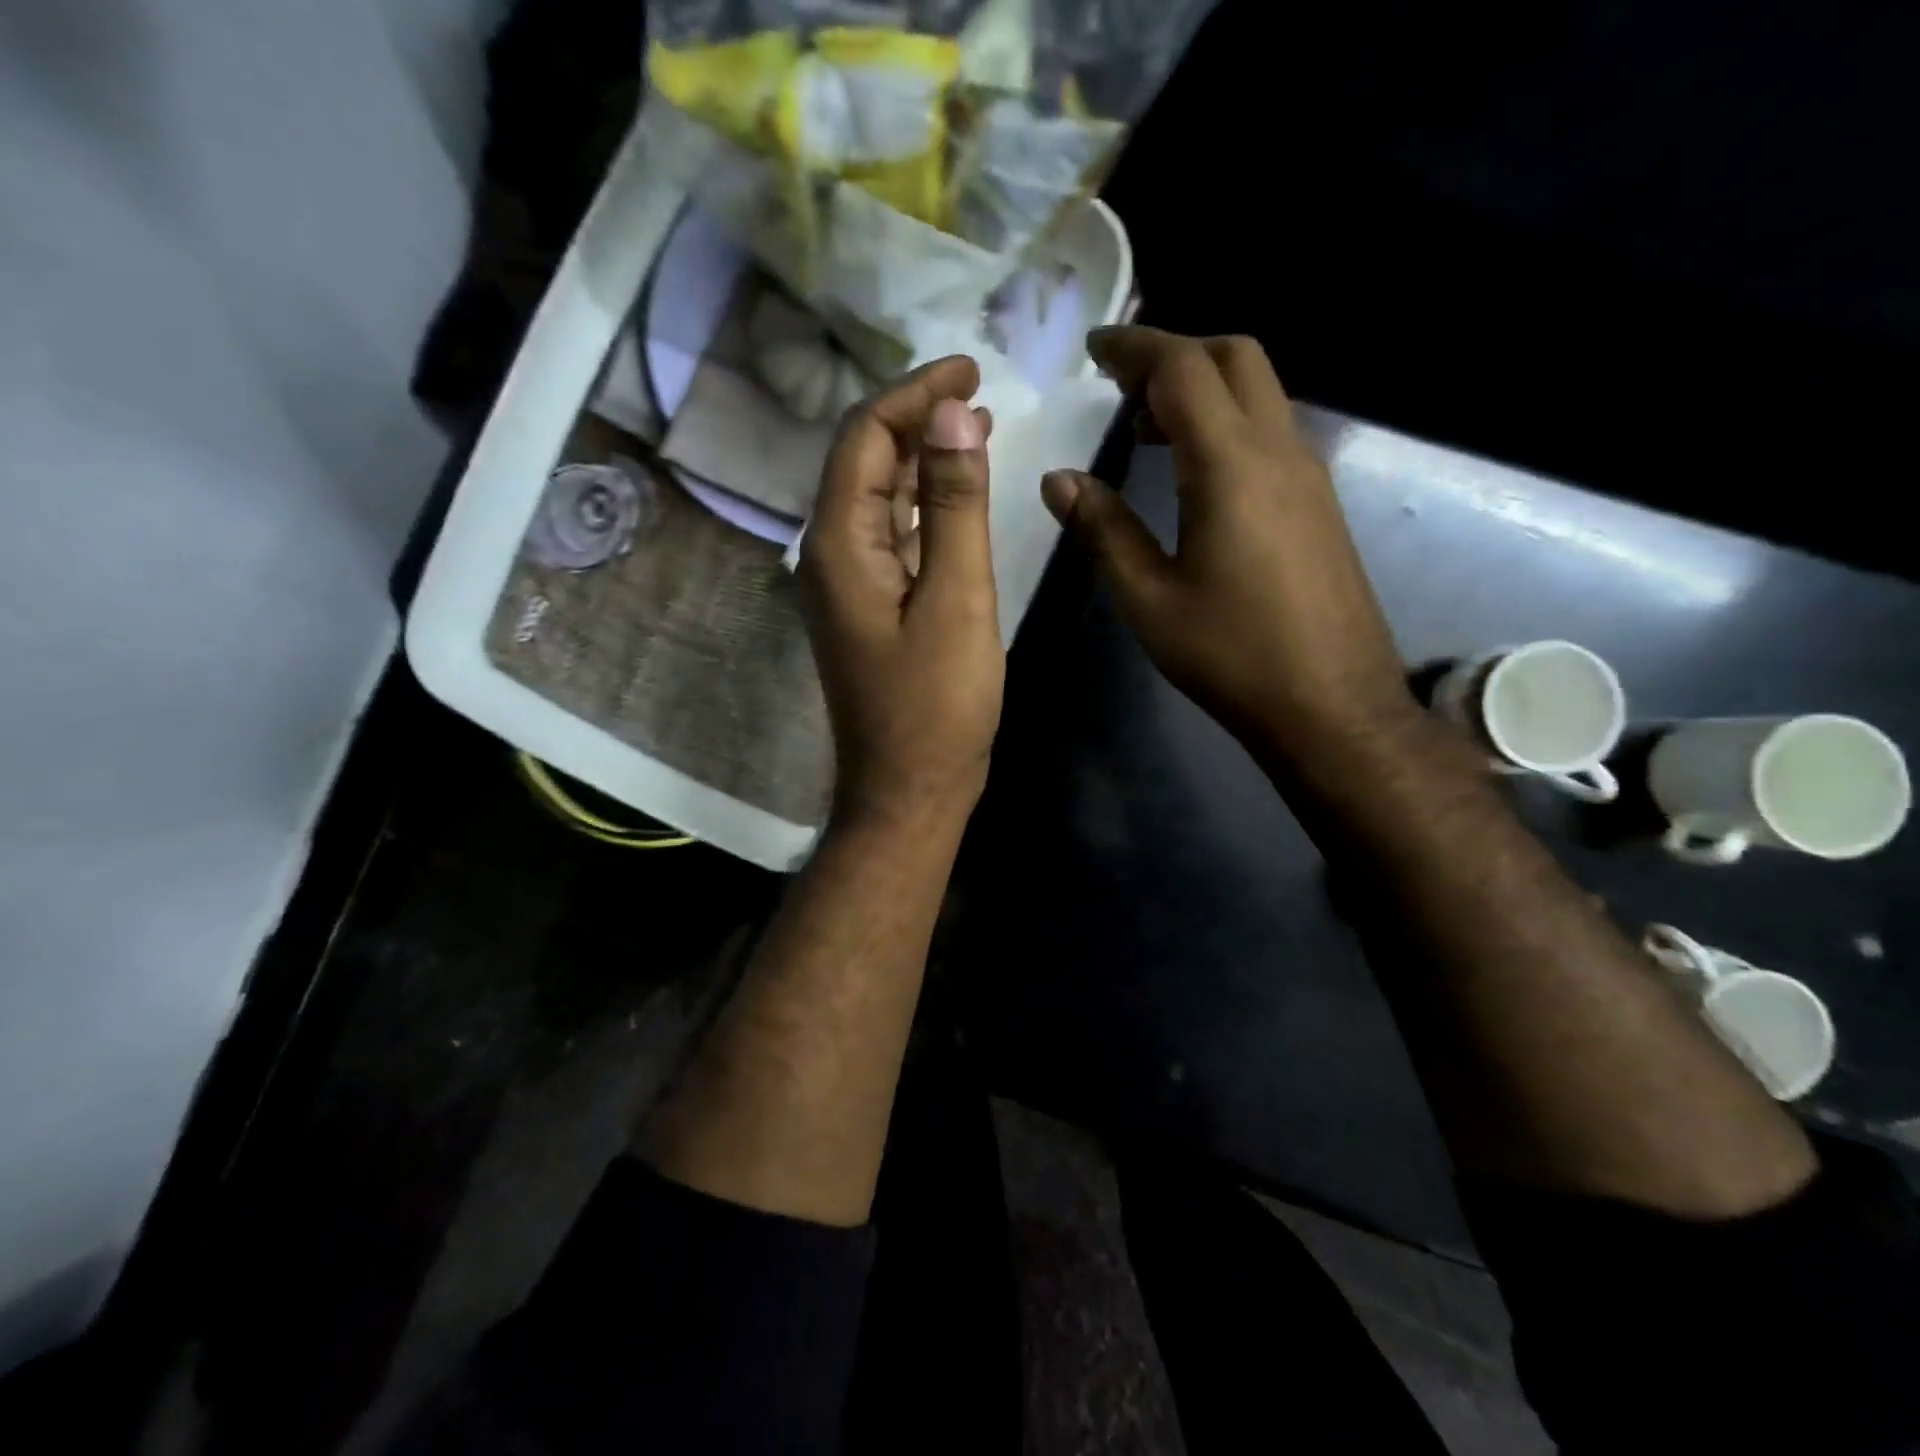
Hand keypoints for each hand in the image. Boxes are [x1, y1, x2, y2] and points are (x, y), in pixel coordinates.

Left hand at [799, 356, 1004, 829]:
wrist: (909, 790)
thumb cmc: (937, 705)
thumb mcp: (957, 598)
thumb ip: (955, 505)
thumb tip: (952, 413)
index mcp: (839, 544)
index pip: (865, 437)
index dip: (914, 393)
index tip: (971, 369)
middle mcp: (829, 555)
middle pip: (864, 461)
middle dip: (917, 418)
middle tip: (979, 394)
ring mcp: (845, 585)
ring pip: (878, 499)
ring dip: (922, 460)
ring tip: (975, 430)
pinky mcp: (868, 609)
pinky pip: (890, 537)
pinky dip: (922, 507)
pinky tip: (955, 499)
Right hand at [1042, 327, 1416, 760]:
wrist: (1331, 705)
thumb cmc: (1231, 655)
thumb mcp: (1149, 598)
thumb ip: (1103, 530)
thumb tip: (1059, 479)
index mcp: (1230, 466)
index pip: (1184, 369)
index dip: (1135, 347)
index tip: (1093, 349)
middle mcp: (1279, 451)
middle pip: (1234, 358)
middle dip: (1175, 352)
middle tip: (1120, 384)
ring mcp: (1308, 474)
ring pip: (1259, 391)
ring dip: (1203, 387)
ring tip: (1145, 427)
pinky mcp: (1318, 502)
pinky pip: (1271, 430)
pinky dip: (1226, 421)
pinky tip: (1192, 471)